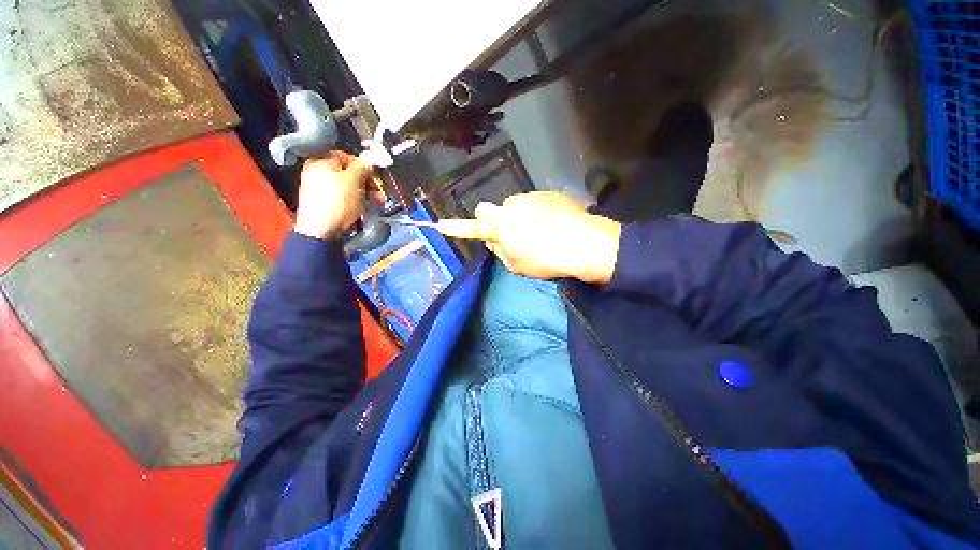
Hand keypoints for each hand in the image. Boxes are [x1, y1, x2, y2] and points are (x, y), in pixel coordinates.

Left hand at [294, 152, 373, 239]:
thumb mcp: (353, 181)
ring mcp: (320, 188)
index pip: (346, 156)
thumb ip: (362, 167)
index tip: (376, 176)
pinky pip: (343, 196)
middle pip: (348, 173)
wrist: (321, 230)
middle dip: (367, 182)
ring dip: (365, 192)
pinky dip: (355, 200)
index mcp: (320, 161)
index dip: (363, 166)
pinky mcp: (324, 202)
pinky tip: (364, 207)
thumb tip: (369, 158)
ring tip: (377, 202)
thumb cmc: (337, 202)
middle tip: (379, 192)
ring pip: (348, 186)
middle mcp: (317, 172)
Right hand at [474, 192, 621, 283]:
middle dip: (511, 219)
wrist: (583, 245)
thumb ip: (498, 250)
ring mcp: (538, 195)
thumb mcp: (514, 264)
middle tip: (523, 235)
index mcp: (502, 218)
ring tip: (545, 231)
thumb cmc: (543, 258)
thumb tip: (493, 240)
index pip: (481, 210)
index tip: (493, 231)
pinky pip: (543, 202)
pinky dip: (546, 211)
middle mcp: (517, 201)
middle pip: (506, 207)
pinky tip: (558, 225)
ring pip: (526, 204)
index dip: (485, 220)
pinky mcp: (556, 194)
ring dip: (529, 214)